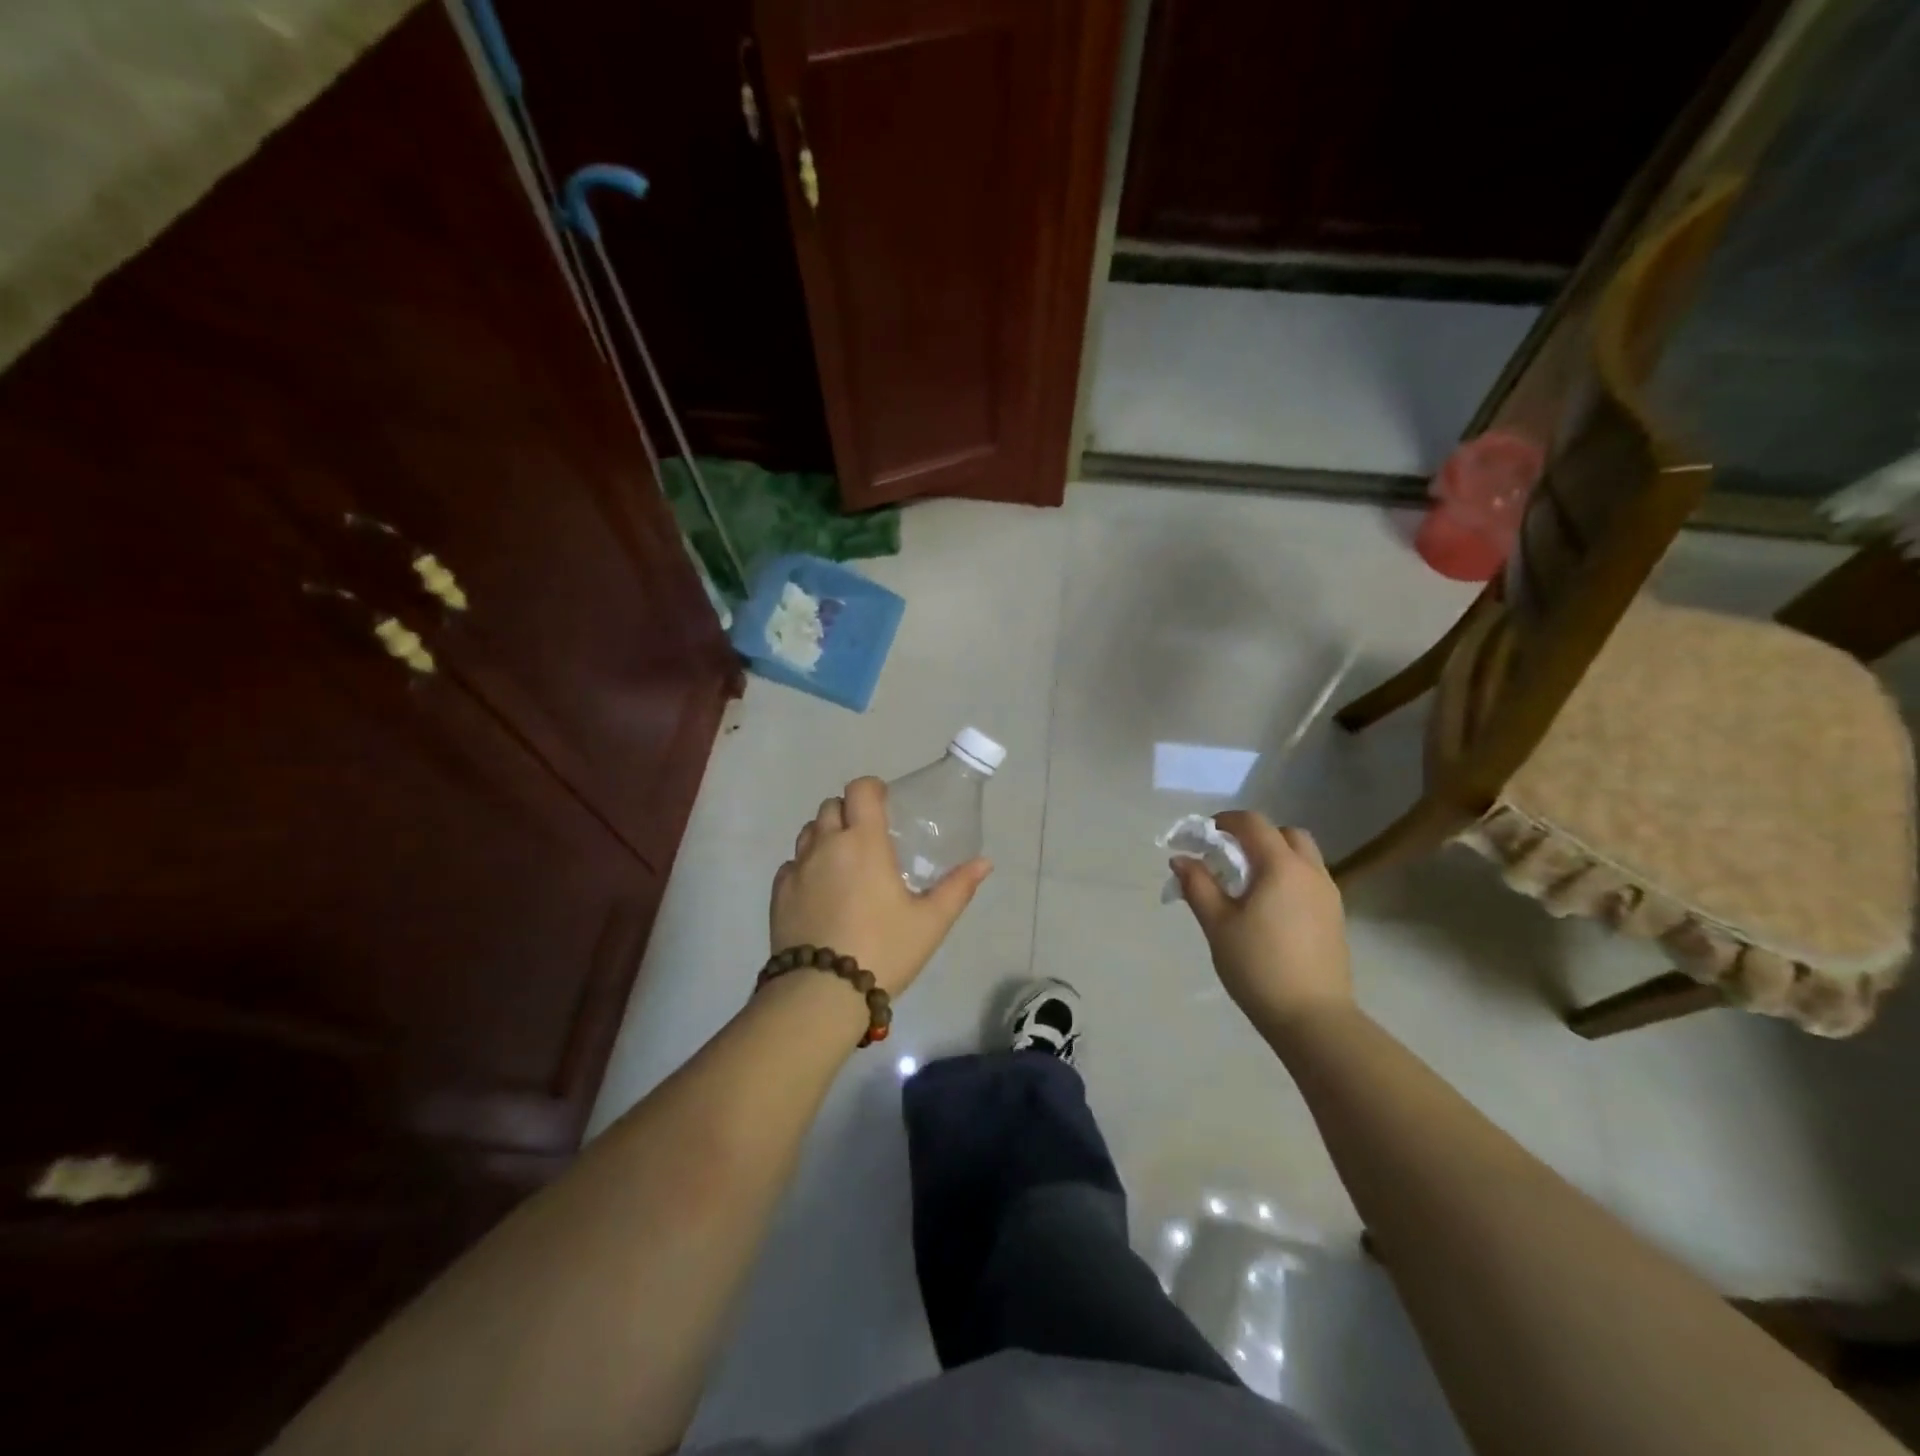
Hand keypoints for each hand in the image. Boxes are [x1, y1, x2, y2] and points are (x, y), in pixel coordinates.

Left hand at [770, 777, 991, 996]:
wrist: (821, 993)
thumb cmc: (883, 950)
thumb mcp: (930, 922)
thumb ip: (958, 888)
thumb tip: (985, 863)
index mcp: (864, 842)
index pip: (860, 789)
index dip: (872, 789)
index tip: (885, 806)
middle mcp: (826, 844)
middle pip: (831, 806)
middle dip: (850, 812)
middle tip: (868, 838)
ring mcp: (798, 868)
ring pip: (808, 832)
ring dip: (825, 835)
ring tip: (844, 863)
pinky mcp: (778, 893)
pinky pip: (792, 864)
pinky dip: (806, 866)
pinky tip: (821, 892)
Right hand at [1171, 810, 1352, 1031]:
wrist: (1313, 1018)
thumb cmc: (1258, 966)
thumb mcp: (1218, 924)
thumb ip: (1198, 885)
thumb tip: (1181, 858)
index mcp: (1281, 867)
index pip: (1253, 824)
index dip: (1225, 821)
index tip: (1203, 836)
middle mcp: (1310, 872)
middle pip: (1285, 834)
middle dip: (1255, 836)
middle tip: (1228, 857)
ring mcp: (1328, 895)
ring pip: (1303, 857)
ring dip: (1274, 856)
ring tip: (1247, 883)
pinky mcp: (1335, 917)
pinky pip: (1310, 880)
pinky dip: (1288, 877)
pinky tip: (1269, 907)